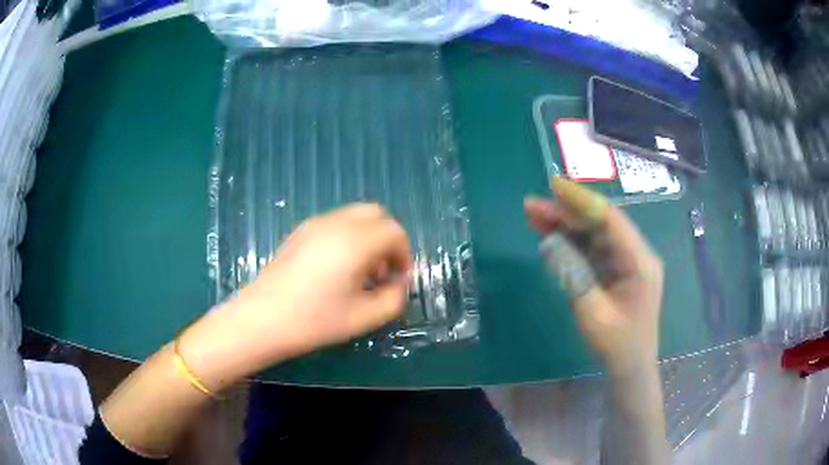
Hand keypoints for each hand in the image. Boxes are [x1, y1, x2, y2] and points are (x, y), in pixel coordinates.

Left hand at [179, 203, 411, 387]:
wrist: (260, 320)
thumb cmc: (313, 322)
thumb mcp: (363, 318)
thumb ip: (394, 299)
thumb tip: (398, 283)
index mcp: (354, 243)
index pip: (394, 232)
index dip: (404, 255)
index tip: (397, 280)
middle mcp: (335, 224)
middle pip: (377, 214)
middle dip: (387, 240)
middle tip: (381, 272)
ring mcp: (314, 224)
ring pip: (355, 216)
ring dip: (368, 237)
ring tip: (359, 272)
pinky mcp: (300, 231)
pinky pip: (336, 222)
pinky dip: (348, 236)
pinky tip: (336, 268)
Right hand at [525, 177, 663, 375]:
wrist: (631, 368)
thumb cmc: (617, 345)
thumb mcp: (592, 313)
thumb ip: (572, 274)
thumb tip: (548, 242)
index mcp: (639, 262)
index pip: (610, 220)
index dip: (582, 200)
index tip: (553, 186)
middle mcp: (636, 254)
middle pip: (600, 224)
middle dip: (567, 212)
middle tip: (531, 206)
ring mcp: (627, 261)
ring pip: (595, 234)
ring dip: (566, 225)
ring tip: (534, 216)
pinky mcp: (618, 270)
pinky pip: (594, 250)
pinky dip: (572, 242)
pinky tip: (551, 236)